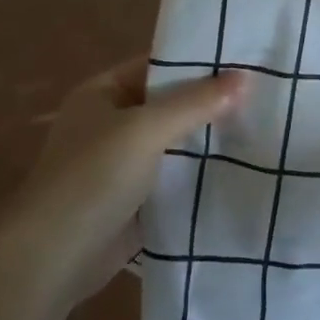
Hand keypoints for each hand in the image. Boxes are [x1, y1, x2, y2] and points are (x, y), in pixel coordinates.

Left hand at [12, 58, 246, 304]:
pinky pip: (173, 179)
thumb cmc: (93, 177)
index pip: (157, 66)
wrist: (55, 257)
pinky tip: (240, 171)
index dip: (198, 63)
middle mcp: (111, 123)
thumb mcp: (145, 129)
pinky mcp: (134, 201)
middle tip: (264, 97)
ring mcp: (122, 164)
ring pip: (174, 144)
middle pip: (168, 105)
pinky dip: (199, 176)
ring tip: (262, 130)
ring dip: (207, 142)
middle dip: (209, 104)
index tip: (245, 63)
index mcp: (102, 93)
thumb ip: (194, 103)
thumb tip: (244, 77)